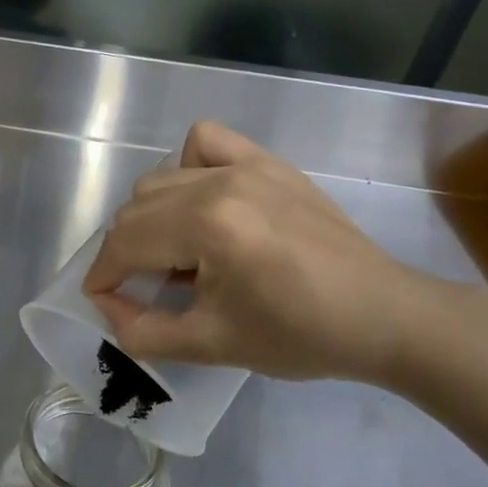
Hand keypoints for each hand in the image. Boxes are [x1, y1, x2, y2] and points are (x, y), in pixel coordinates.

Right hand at [82, 120, 438, 384]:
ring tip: (177, 255)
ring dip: (152, 217)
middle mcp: (219, 182)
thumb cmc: (300, 335)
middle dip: (125, 252)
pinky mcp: (268, 162)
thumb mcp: (211, 344)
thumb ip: (143, 332)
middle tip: (145, 291)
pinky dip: (188, 166)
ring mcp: (246, 165)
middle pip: (136, 208)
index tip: (104, 304)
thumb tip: (107, 309)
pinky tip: (202, 201)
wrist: (384, 315)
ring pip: (161, 178)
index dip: (103, 277)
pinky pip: (206, 142)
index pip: (125, 242)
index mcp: (207, 225)